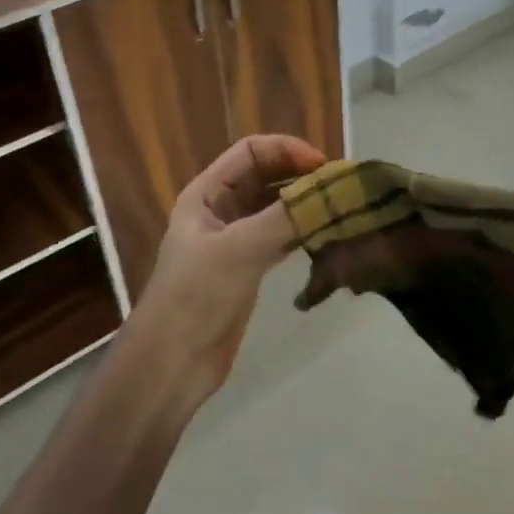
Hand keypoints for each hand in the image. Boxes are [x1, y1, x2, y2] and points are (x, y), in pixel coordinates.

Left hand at [130, 134, 328, 400]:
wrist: (172, 363)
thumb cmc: (196, 296)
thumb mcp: (240, 249)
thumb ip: (285, 217)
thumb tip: (332, 191)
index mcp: (206, 194)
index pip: (250, 152)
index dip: (286, 150)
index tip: (323, 165)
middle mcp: (220, 210)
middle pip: (266, 177)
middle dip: (300, 176)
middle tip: (340, 186)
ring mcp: (235, 240)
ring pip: (275, 208)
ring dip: (304, 204)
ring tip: (341, 206)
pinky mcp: (248, 268)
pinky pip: (281, 237)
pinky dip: (303, 231)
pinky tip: (328, 233)